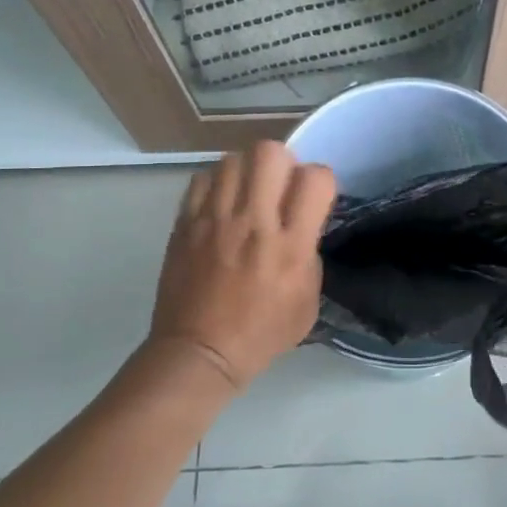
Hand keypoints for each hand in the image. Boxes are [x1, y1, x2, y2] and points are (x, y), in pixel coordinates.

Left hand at [148, 141, 336, 389]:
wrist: (199, 353)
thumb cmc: (261, 333)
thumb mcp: (308, 301)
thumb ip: (311, 254)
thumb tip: (302, 225)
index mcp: (290, 245)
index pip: (315, 178)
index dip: (320, 181)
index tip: (313, 198)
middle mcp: (254, 223)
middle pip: (270, 152)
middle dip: (282, 162)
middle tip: (279, 187)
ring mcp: (215, 220)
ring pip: (234, 158)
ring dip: (248, 170)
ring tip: (248, 193)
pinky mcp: (186, 223)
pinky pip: (203, 178)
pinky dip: (218, 183)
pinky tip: (222, 204)